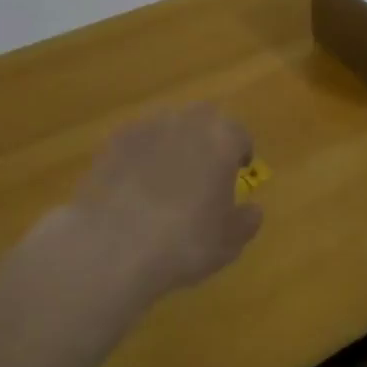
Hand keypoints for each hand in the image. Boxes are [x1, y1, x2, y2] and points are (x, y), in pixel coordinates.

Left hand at [70, 105, 262, 299]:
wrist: (114, 246)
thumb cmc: (185, 242)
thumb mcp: (229, 242)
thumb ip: (247, 221)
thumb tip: (252, 210)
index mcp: (222, 138)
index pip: (239, 135)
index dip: (240, 154)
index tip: (236, 173)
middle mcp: (187, 121)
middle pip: (204, 120)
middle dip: (206, 140)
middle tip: (202, 172)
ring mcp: (147, 126)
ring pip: (168, 128)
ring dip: (172, 145)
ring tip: (165, 180)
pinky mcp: (114, 140)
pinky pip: (137, 142)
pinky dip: (140, 157)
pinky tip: (133, 187)